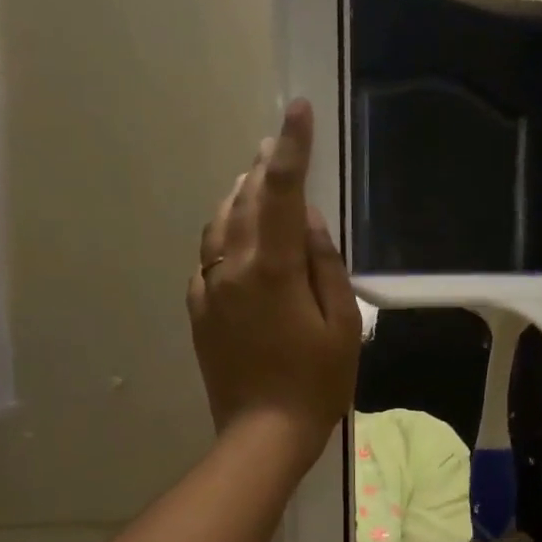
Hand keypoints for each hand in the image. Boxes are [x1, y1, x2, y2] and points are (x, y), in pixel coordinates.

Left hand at [188, 100, 361, 473]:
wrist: (263, 433)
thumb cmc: (316, 382)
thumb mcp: (342, 325)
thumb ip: (325, 265)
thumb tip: (308, 222)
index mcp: (272, 268)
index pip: (282, 192)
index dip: (292, 147)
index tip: (298, 109)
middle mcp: (232, 267)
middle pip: (245, 199)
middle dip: (264, 166)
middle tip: (277, 142)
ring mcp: (209, 288)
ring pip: (220, 223)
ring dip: (239, 195)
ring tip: (256, 179)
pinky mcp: (199, 310)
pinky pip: (208, 256)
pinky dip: (224, 233)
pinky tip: (237, 236)